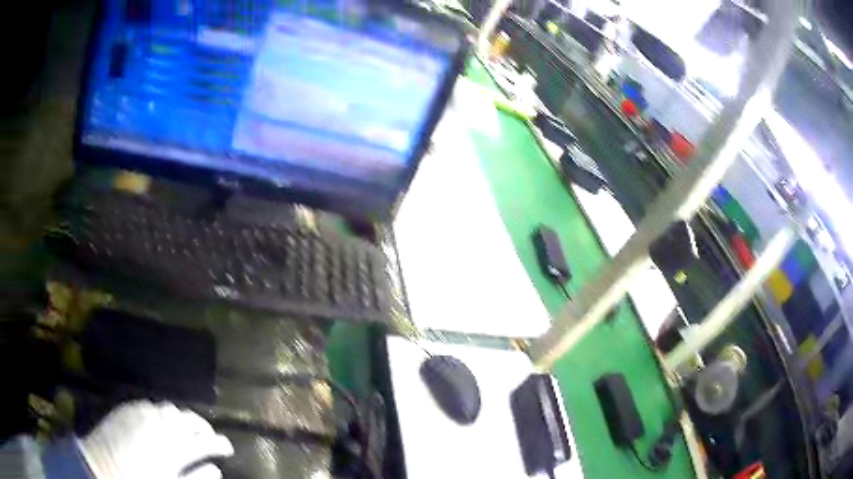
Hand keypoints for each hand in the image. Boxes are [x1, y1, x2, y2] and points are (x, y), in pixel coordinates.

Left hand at [78, 401, 233, 478]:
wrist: (102, 467)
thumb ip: (196, 478)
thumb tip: (216, 469)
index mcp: (174, 447)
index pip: (206, 441)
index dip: (220, 443)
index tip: (228, 447)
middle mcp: (160, 424)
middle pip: (188, 419)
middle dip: (202, 427)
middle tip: (209, 437)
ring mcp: (142, 413)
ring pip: (170, 409)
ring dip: (181, 418)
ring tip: (185, 429)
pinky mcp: (126, 408)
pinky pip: (150, 405)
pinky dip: (161, 412)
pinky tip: (160, 421)